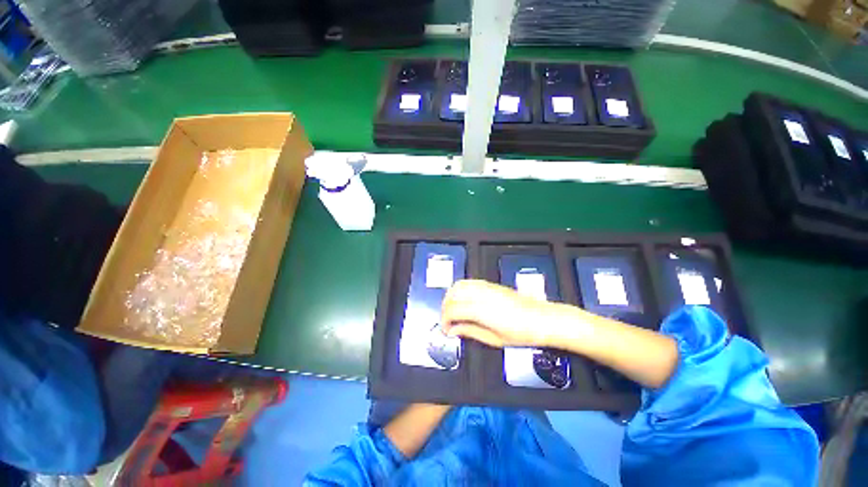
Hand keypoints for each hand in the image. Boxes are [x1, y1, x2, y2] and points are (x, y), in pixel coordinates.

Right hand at [441, 279, 559, 347]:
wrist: (543, 319)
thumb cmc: (522, 333)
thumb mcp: (494, 339)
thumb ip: (470, 331)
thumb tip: (454, 330)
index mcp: (480, 310)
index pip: (453, 310)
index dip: (445, 320)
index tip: (446, 330)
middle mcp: (481, 295)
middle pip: (453, 295)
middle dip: (445, 307)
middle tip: (447, 321)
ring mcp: (486, 287)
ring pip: (459, 285)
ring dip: (451, 296)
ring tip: (452, 309)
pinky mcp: (491, 284)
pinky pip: (469, 282)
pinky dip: (461, 289)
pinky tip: (463, 299)